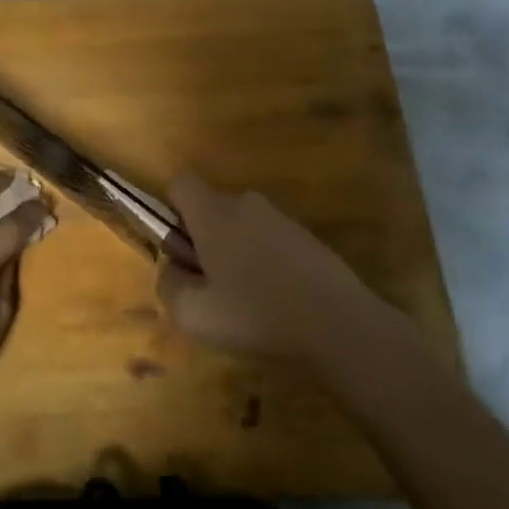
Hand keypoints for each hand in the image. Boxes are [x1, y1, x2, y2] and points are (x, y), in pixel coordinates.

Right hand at [156, 171, 406, 374]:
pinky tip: (277, 300)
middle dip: (204, 239)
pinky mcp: (308, 237)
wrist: (340, 325)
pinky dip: (266, 262)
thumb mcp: (193, 313)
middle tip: (212, 286)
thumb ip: (169, 284)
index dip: (172, 212)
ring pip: (242, 226)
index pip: (182, 182)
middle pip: (212, 208)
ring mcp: (282, 219)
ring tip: (247, 300)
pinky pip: (270, 240)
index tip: (181, 250)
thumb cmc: (256, 315)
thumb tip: (173, 267)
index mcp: (214, 214)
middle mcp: (247, 204)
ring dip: (236, 252)